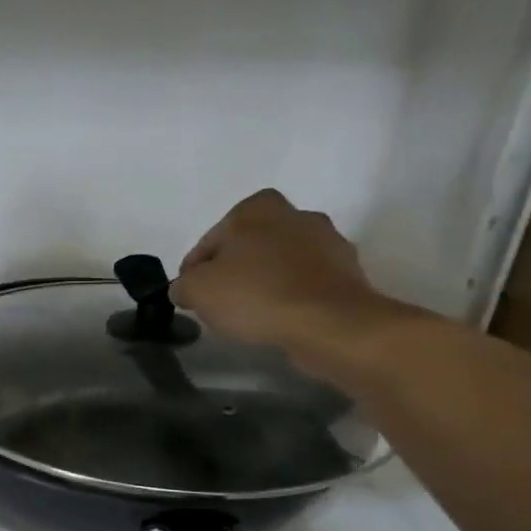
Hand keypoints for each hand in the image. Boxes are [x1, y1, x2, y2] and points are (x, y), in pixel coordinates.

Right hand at [169, 189, 411, 380]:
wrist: (330, 323)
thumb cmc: (256, 294)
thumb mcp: (197, 290)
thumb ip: (183, 285)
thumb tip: (185, 289)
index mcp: (257, 207)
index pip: (210, 240)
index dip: (194, 271)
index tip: (190, 295)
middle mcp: (295, 214)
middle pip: (248, 248)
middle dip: (234, 271)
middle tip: (219, 303)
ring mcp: (327, 242)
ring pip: (279, 264)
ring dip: (264, 283)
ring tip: (250, 315)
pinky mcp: (347, 273)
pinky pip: (305, 283)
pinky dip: (290, 297)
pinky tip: (279, 319)